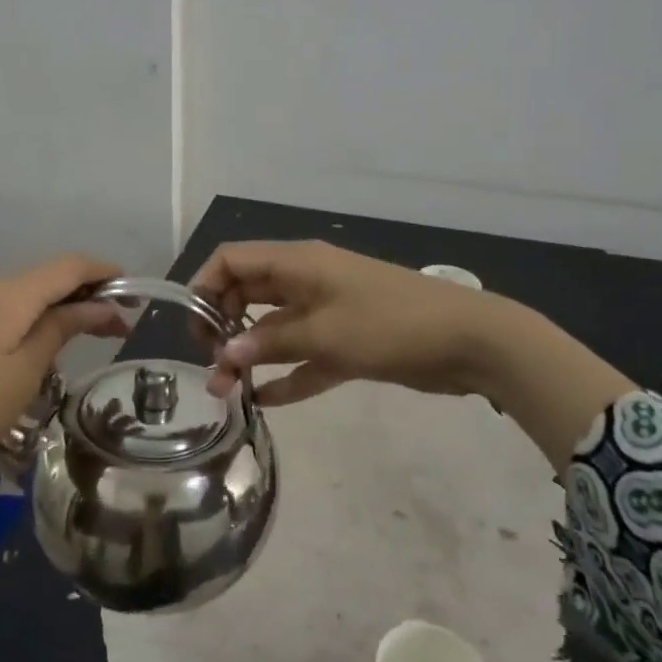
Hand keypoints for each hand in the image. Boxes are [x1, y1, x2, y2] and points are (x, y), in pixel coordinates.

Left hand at [0, 253, 128, 491]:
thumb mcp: (26, 372)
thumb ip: (63, 327)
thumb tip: (99, 305)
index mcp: (8, 294)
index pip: (68, 266)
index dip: (105, 273)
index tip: (135, 292)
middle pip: (48, 277)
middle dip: (88, 294)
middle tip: (121, 326)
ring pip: (29, 295)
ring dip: (63, 308)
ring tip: (93, 337)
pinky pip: (8, 311)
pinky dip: (37, 320)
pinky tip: (49, 346)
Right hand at [190, 241, 496, 405]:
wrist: (467, 341)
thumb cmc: (389, 324)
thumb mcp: (325, 333)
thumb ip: (271, 342)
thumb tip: (226, 352)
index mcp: (298, 263)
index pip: (233, 260)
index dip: (205, 287)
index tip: (194, 328)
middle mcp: (306, 282)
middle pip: (248, 295)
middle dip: (223, 327)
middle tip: (211, 366)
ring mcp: (328, 312)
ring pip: (274, 329)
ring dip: (250, 356)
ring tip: (226, 392)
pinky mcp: (347, 342)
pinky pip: (305, 356)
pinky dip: (286, 375)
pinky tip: (264, 401)